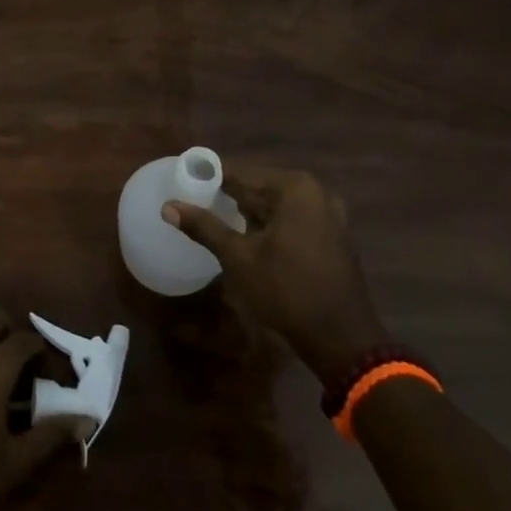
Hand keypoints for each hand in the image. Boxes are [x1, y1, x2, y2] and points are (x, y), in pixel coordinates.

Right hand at [164, 163, 389, 389]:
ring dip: (248, 212)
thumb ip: (204, 227)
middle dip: (229, 196)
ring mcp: (328, 213)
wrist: (342, 339)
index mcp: (294, 187)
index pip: (241, 172)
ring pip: (275, 204)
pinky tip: (248, 239)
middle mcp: (314, 191)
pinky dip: (269, 224)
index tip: (184, 182)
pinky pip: (291, 218)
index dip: (210, 177)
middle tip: (195, 204)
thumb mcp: (239, 257)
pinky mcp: (332, 235)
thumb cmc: (287, 290)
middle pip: (259, 185)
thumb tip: (168, 206)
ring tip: (216, 222)